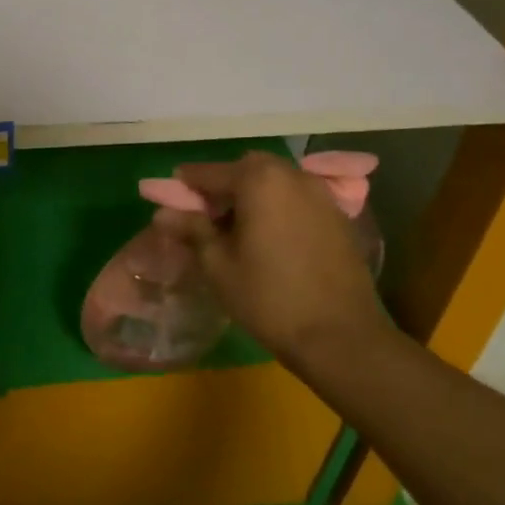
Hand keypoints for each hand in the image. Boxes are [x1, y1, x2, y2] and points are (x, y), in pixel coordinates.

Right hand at [153, 151, 385, 359]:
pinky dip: (278, 205)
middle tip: (206, 214)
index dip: (186, 184)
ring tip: (237, 227)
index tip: (167, 197)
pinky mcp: (338, 215)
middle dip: (223, 185)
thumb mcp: (219, 265)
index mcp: (258, 180)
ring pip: (275, 181)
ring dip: (252, 194)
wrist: (342, 336)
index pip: (210, 173)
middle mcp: (292, 175)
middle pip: (246, 169)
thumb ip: (192, 230)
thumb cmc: (270, 298)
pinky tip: (270, 236)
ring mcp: (320, 193)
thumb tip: (163, 214)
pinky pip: (297, 197)